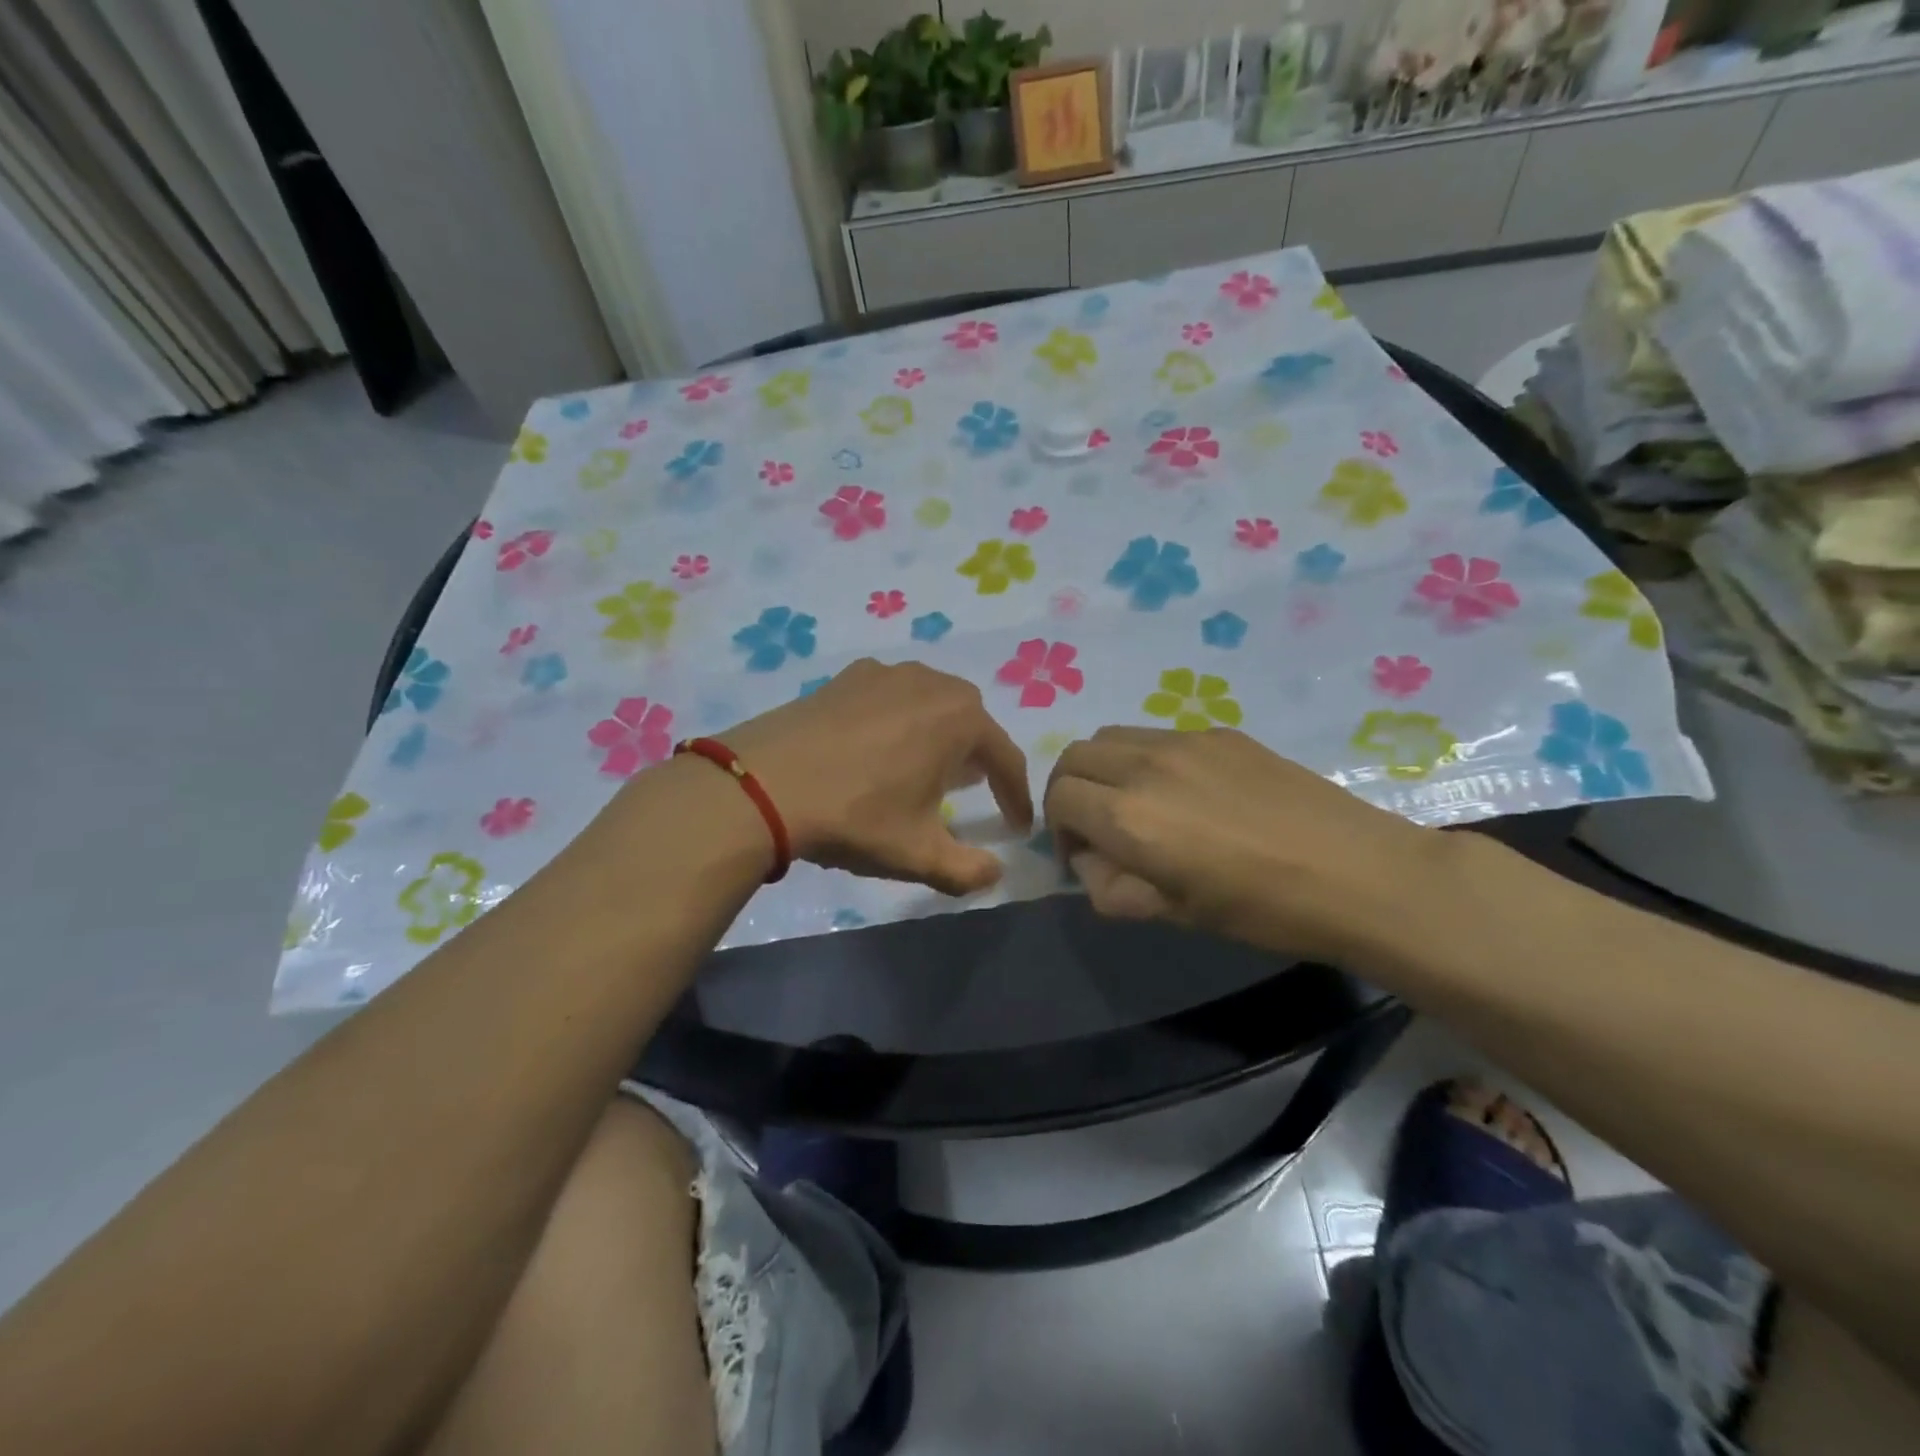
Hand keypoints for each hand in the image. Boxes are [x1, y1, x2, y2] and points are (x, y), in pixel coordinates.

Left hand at [716, 659, 1033, 895]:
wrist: (763, 785)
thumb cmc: (856, 816)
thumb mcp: (918, 854)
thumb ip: (968, 870)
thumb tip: (995, 874)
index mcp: (961, 719)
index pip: (1005, 759)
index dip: (1016, 796)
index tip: (1016, 827)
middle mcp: (930, 684)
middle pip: (971, 722)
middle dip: (979, 757)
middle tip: (971, 790)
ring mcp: (885, 674)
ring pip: (930, 703)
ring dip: (938, 735)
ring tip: (925, 767)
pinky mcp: (845, 677)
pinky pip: (890, 696)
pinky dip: (898, 720)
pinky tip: (877, 747)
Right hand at [1043, 726, 1446, 963]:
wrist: (1357, 873)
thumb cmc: (1261, 909)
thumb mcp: (1173, 913)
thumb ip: (1111, 886)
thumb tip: (1090, 859)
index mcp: (1129, 817)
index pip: (1058, 798)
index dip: (1058, 830)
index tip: (1083, 856)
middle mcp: (1145, 766)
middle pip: (1074, 756)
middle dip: (1070, 790)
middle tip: (1096, 826)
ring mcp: (1185, 741)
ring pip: (1112, 736)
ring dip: (1104, 768)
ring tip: (1135, 803)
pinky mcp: (1219, 732)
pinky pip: (1157, 735)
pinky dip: (1144, 759)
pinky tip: (1186, 792)